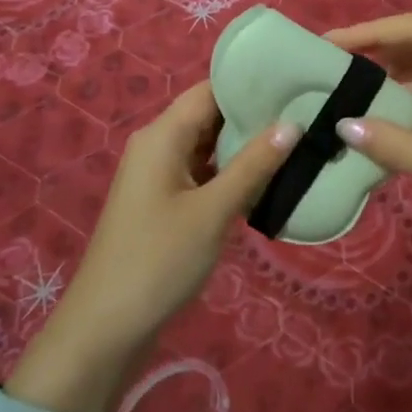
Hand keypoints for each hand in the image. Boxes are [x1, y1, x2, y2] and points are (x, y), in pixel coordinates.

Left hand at [44, 82, 293, 366]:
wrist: (106, 327)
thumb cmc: (159, 260)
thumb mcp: (213, 211)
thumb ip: (253, 165)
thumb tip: (292, 124)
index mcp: (162, 135)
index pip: (209, 91)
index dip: (249, 84)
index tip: (293, 83)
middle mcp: (157, 145)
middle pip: (209, 116)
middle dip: (252, 116)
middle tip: (305, 115)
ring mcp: (158, 175)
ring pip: (207, 146)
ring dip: (243, 147)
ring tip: (295, 142)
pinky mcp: (163, 202)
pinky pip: (201, 173)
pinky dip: (230, 174)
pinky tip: (266, 180)